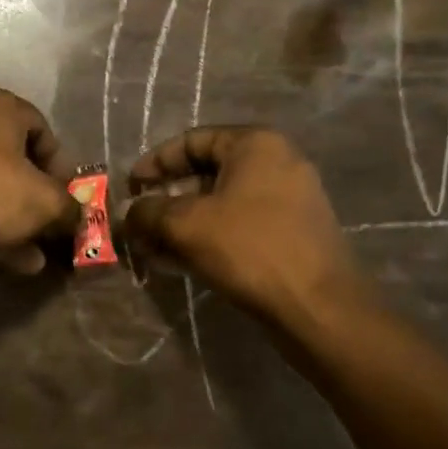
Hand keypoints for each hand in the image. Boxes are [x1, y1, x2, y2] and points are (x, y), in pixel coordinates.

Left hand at [0, 88, 78, 275]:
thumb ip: (69, 208)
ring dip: (16, 222)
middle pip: (14, 161)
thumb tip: (79, 218)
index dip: (60, 165)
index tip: (67, 196)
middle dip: (37, 199)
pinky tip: (15, 263)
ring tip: (38, 256)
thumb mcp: (46, 202)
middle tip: (52, 227)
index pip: (42, 128)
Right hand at [124, 126, 364, 320]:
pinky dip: (209, 237)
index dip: (155, 163)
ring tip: (153, 249)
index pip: (192, 140)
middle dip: (166, 199)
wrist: (318, 307)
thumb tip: (128, 213)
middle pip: (206, 172)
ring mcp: (289, 199)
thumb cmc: (250, 250)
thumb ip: (148, 212)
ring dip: (183, 223)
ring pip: (222, 203)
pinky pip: (240, 225)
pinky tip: (181, 263)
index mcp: (255, 144)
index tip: (130, 188)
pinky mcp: (292, 233)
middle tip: (139, 224)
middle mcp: (277, 162)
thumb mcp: (186, 225)